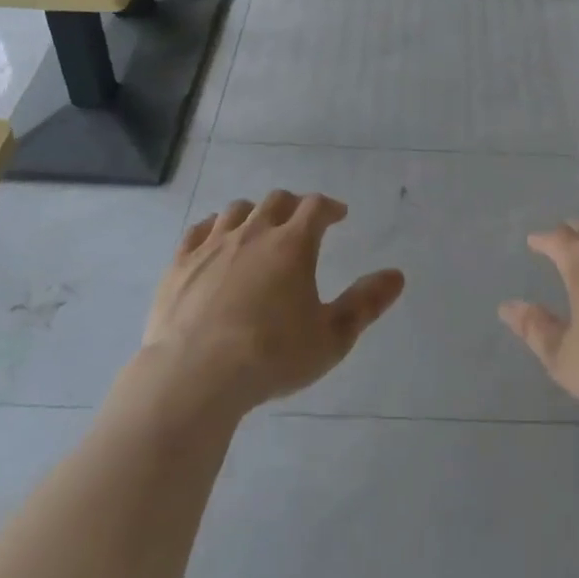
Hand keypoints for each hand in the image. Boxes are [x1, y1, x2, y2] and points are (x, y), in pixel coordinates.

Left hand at [143, 191, 403, 411]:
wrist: (195, 376)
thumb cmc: (271, 356)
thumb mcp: (331, 337)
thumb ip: (365, 303)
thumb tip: (397, 275)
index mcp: (293, 244)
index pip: (315, 207)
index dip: (329, 207)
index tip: (338, 215)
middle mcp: (254, 232)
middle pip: (276, 201)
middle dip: (293, 206)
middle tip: (301, 221)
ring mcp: (213, 245)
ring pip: (237, 210)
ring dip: (254, 212)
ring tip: (259, 227)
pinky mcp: (181, 263)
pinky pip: (198, 230)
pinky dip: (213, 228)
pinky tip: (214, 239)